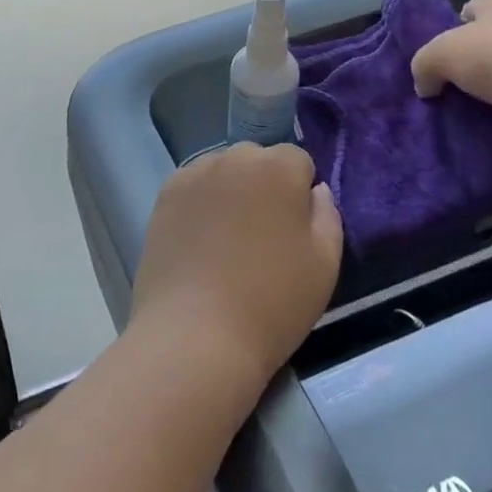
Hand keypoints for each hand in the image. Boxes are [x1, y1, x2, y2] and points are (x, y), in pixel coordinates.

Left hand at [131, 144, 342, 390]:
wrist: (197, 334)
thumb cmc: (273, 301)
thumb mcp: (325, 263)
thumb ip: (327, 214)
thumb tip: (314, 190)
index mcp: (277, 167)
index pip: (297, 160)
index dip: (300, 192)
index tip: (295, 230)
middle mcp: (234, 157)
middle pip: (257, 160)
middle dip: (264, 185)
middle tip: (262, 235)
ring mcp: (194, 173)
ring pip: (223, 171)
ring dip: (230, 191)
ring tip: (227, 241)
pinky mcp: (165, 194)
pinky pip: (193, 187)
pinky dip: (200, 203)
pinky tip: (199, 242)